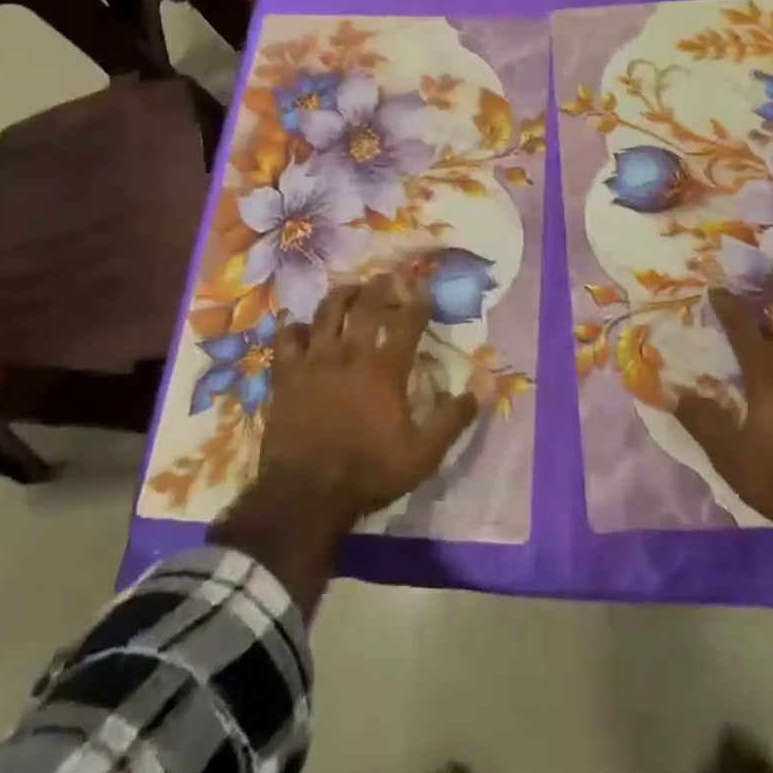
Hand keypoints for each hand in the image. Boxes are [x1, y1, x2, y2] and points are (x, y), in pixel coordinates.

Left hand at [258, 275, 480, 529]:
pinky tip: (298, 324)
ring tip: (350, 290)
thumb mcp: (423, 454)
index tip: (425, 291)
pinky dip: (293, 326)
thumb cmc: (368, 472)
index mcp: (385, 368)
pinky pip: (286, 337)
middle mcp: (350, 352)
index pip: (408, 322)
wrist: (305, 494)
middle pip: (366, 304)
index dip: (419, 302)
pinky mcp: (286, 373)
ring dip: (341, 294)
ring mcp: (314, 360)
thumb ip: (454, 418)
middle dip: (381, 286)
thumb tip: (486, 385)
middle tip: (388, 277)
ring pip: (326, 310)